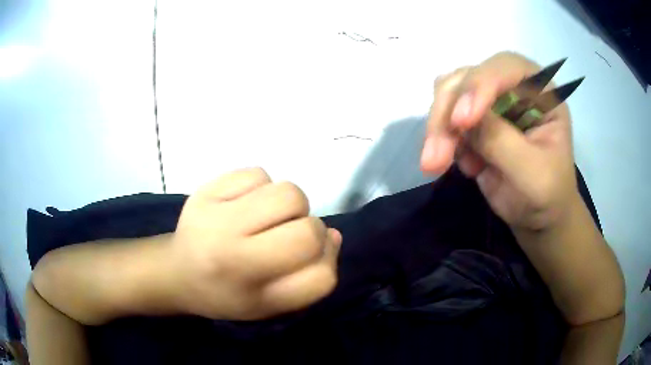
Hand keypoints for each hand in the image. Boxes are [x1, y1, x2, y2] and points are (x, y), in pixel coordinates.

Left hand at [167, 168, 341, 319]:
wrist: (176, 271)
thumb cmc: (225, 295)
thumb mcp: (269, 305)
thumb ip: (309, 279)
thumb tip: (333, 235)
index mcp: (249, 287)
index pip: (320, 276)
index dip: (326, 261)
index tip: (307, 258)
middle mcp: (230, 249)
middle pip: (308, 229)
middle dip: (310, 230)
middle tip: (284, 236)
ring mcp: (214, 212)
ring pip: (287, 193)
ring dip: (289, 206)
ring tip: (265, 218)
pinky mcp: (205, 188)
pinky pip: (258, 174)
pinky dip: (262, 188)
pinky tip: (244, 204)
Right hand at [420, 52, 578, 230]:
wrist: (538, 218)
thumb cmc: (547, 195)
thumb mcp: (532, 173)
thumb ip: (501, 141)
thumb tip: (460, 117)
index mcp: (541, 92)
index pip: (507, 67)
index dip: (481, 84)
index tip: (462, 121)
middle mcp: (514, 88)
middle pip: (470, 76)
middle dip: (448, 110)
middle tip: (435, 153)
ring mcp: (492, 102)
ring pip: (450, 93)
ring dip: (439, 126)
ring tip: (434, 164)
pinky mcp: (475, 121)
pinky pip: (447, 118)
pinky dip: (444, 140)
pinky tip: (467, 167)